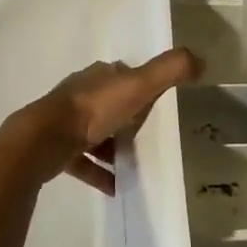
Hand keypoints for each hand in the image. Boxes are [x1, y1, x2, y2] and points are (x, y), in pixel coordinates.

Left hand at [0, 49, 201, 195]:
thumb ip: (170, 70)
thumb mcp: (138, 85)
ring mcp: (65, 122)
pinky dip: (99, 172)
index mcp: (98, 76)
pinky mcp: (57, 149)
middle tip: (149, 137)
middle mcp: (80, 94)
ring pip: (95, 133)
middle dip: (127, 118)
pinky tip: (115, 187)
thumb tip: (201, 59)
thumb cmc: (93, 109)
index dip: (141, 85)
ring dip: (113, 147)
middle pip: (109, 104)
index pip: (123, 75)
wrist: (44, 140)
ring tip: (135, 164)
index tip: (158, 101)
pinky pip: (83, 162)